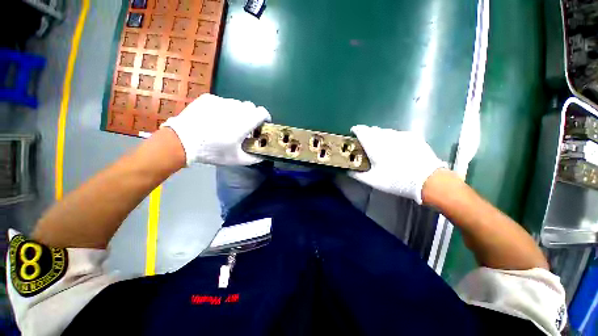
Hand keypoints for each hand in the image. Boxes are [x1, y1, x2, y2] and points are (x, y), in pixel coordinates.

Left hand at [161, 94, 270, 165]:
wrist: (181, 141)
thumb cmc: (212, 151)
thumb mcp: (236, 159)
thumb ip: (253, 158)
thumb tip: (262, 157)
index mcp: (245, 122)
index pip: (262, 112)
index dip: (265, 117)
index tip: (262, 125)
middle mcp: (236, 108)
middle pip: (251, 107)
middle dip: (252, 116)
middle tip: (245, 127)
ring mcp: (221, 101)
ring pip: (237, 104)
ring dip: (238, 112)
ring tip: (228, 123)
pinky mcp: (209, 99)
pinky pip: (222, 102)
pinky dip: (224, 109)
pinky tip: (215, 119)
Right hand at [349, 125, 445, 203]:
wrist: (428, 179)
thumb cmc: (396, 180)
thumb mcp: (373, 181)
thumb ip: (358, 174)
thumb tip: (348, 171)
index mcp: (375, 145)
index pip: (361, 131)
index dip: (356, 130)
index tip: (353, 133)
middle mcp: (386, 136)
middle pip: (372, 129)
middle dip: (367, 133)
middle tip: (365, 143)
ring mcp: (401, 135)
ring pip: (385, 131)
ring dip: (379, 135)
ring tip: (379, 144)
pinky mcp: (412, 137)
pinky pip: (396, 133)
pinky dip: (391, 137)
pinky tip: (394, 146)